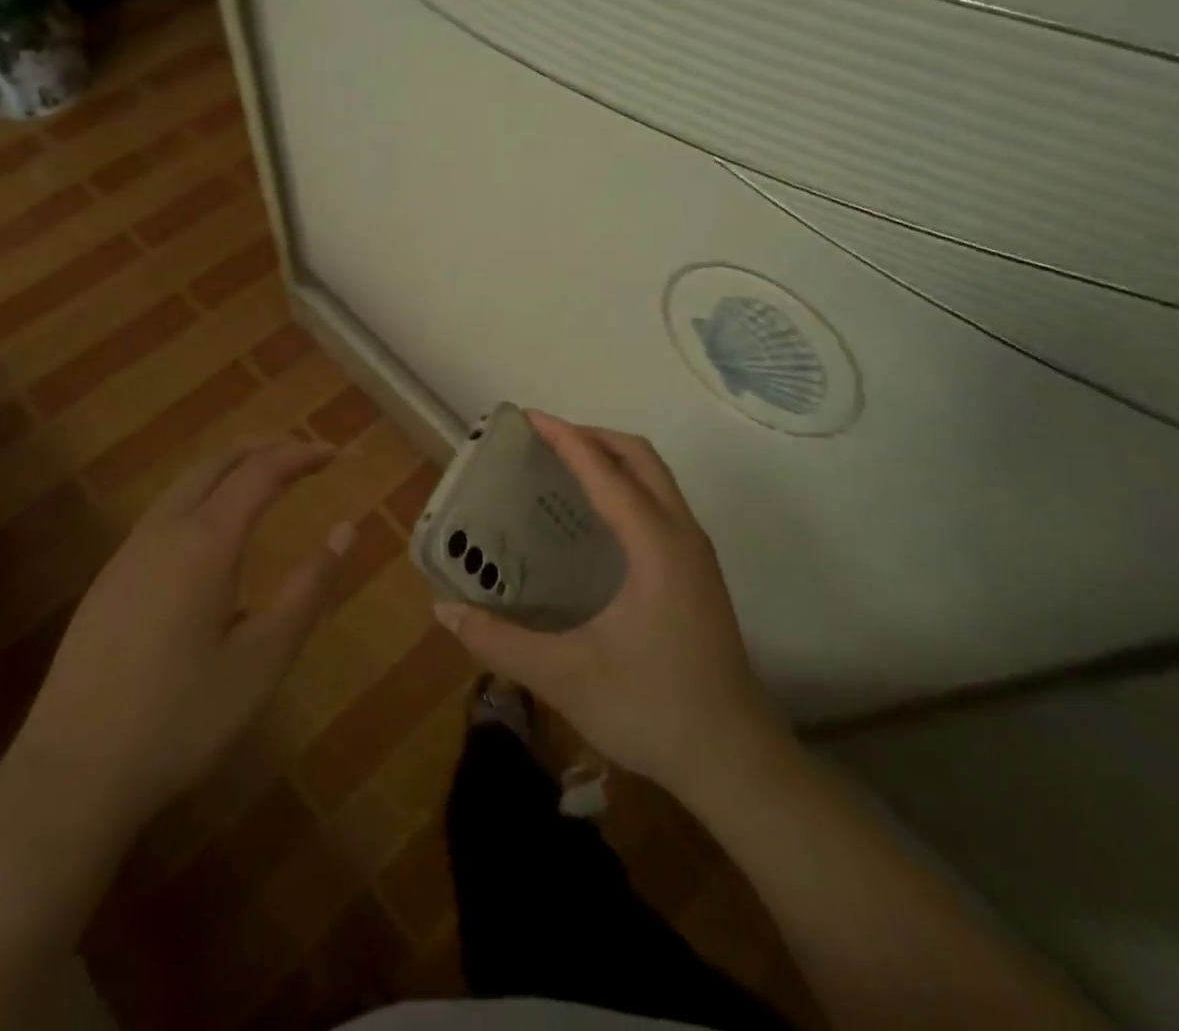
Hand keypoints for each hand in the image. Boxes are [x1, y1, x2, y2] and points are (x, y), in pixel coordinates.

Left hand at [1, 440, 353, 841]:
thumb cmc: (182, 718)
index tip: (335, 454)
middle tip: (304, 457)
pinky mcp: (109, 579)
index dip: (301, 455)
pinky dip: (203, 495)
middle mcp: (164, 530)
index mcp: (205, 541)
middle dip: (264, 447)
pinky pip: (165, 511)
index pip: (261, 471)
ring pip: (185, 483)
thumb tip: (346, 530)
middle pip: (217, 461)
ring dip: (230, 469)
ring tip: (266, 482)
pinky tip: (214, 535)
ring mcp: (128, 553)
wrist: (71, 774)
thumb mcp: (264, 660)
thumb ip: (309, 589)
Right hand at [434, 412, 787, 804]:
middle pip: (640, 456)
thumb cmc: (651, 709)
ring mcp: (696, 554)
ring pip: (657, 478)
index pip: (605, 470)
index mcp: (655, 545)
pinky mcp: (698, 574)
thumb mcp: (564, 676)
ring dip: (612, 459)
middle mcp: (682, 535)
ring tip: (563, 468)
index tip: (527, 417)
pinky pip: (661, 503)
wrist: (734, 761)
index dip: (564, 438)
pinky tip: (595, 520)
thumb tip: (444, 610)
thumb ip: (499, 641)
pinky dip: (627, 486)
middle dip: (592, 436)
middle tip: (543, 441)